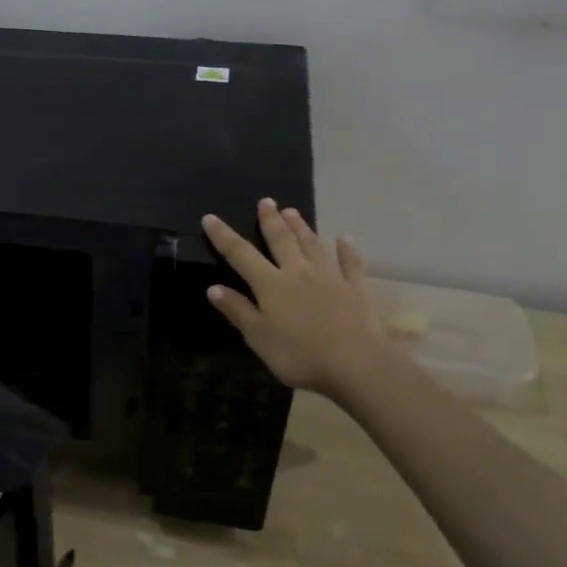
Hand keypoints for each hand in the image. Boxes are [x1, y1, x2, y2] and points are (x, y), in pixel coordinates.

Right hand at [201, 199, 383, 396]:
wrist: (356, 364)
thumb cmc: (299, 355)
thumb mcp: (259, 338)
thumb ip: (238, 311)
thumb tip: (213, 288)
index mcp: (271, 285)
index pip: (241, 254)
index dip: (224, 236)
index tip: (210, 218)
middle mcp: (298, 272)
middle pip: (282, 240)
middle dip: (270, 220)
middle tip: (266, 201)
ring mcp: (330, 278)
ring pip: (312, 245)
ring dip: (301, 227)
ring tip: (292, 210)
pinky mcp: (355, 289)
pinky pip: (350, 264)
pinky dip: (346, 250)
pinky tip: (344, 239)